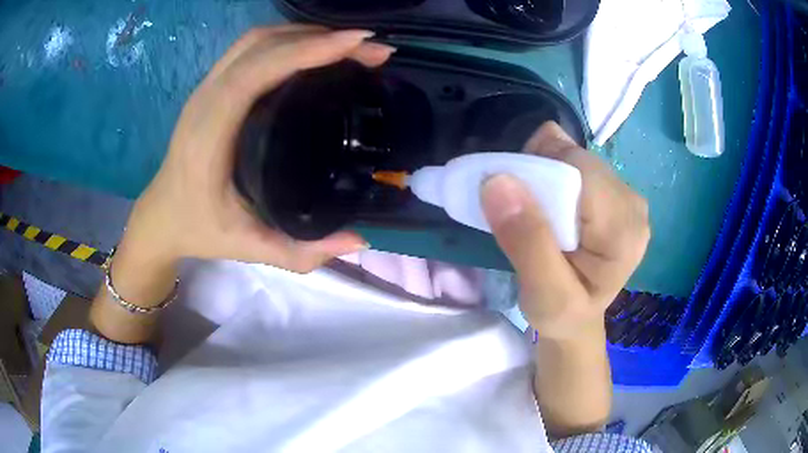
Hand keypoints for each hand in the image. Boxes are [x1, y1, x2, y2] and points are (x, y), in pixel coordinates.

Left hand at [124, 26, 395, 272]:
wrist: (161, 216)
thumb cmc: (198, 229)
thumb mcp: (248, 247)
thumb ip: (301, 252)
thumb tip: (359, 240)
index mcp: (209, 133)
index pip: (256, 71)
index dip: (306, 50)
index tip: (356, 44)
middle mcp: (206, 99)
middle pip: (261, 44)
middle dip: (319, 38)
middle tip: (368, 48)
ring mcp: (206, 88)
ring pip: (256, 40)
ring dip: (304, 34)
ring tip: (348, 46)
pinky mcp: (211, 86)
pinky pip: (250, 48)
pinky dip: (287, 40)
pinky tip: (313, 51)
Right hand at [481, 122, 649, 340]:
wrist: (577, 320)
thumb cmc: (561, 314)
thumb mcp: (543, 294)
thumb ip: (527, 241)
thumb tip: (498, 180)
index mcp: (624, 230)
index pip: (577, 170)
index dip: (539, 174)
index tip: (512, 205)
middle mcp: (632, 204)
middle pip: (576, 159)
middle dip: (540, 175)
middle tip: (523, 216)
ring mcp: (626, 195)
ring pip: (573, 157)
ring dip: (544, 175)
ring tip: (538, 215)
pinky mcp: (615, 192)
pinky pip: (576, 163)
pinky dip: (553, 175)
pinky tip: (552, 207)